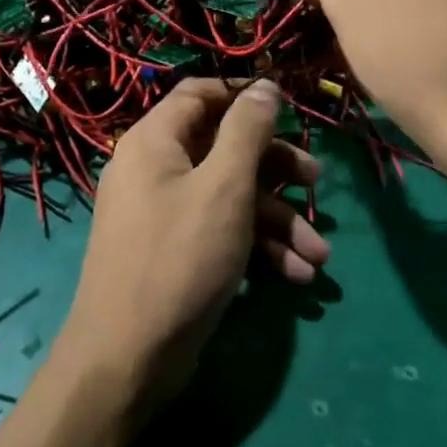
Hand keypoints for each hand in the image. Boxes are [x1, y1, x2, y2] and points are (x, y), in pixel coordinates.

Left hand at [56, 79, 328, 408]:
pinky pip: (221, 232)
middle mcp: (156, 169)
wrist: (127, 360)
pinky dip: (258, 248)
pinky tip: (297, 276)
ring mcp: (165, 214)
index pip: (200, 94)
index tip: (287, 110)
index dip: (244, 97)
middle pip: (224, 148)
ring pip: (230, 196)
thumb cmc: (179, 258)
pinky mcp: (177, 253)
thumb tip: (266, 86)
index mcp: (156, 141)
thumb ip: (248, 131)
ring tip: (319, 254)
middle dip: (276, 169)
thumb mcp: (224, 187)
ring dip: (278, 220)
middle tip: (316, 183)